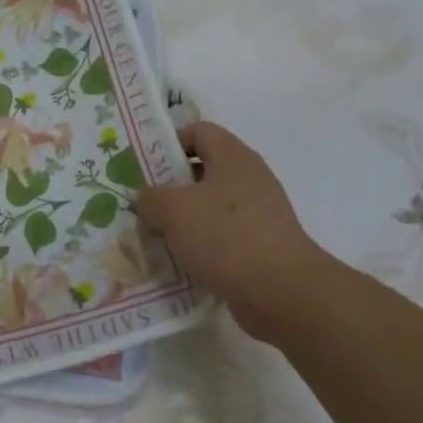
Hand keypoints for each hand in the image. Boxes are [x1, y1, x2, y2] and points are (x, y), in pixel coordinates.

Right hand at [135, 122, 325, 335]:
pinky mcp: (260, 246)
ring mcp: (259, 214)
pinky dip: (199, 245)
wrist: (281, 291)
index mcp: (233, 157)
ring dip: (182, 220)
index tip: (144, 165)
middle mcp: (249, 179)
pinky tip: (178, 261)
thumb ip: (151, 198)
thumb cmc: (226, 237)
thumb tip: (146, 199)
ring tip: (153, 235)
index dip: (170, 142)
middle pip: (203, 171)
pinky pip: (221, 237)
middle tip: (141, 203)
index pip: (199, 131)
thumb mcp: (174, 211)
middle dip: (169, 186)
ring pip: (210, 207)